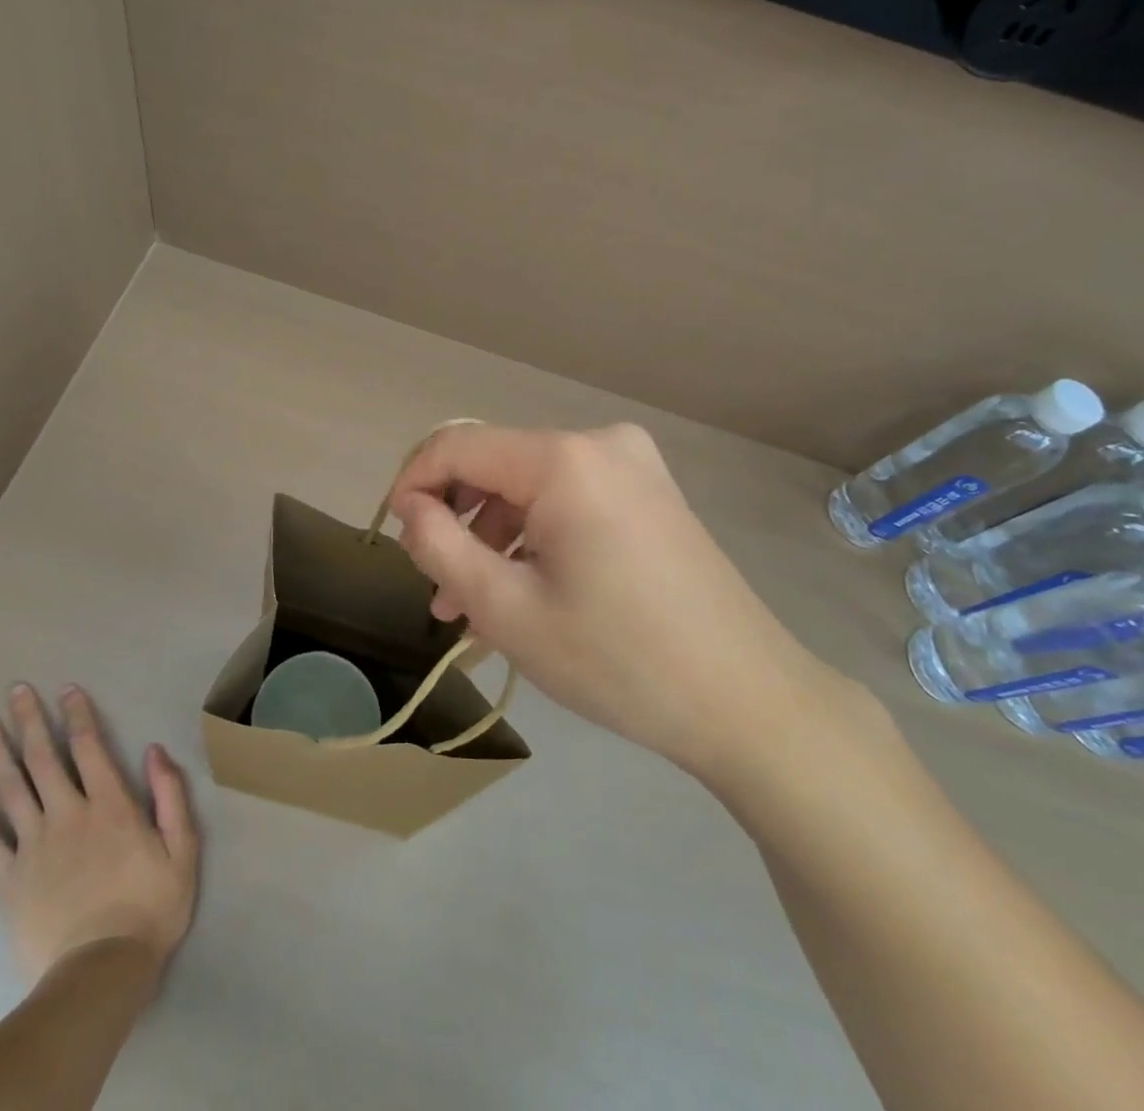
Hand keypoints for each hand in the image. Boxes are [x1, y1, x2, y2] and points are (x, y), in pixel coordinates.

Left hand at [0, 684, 198, 985]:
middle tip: (15, 690)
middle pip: (43, 759)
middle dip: (29, 720)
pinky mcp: (8, 880)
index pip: (89, 747)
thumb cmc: (149, 908)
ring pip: (10, 789)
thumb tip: (154, 750)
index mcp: (110, 805)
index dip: (77, 715)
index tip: (66, 689)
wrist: (100, 974)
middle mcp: (67, 815)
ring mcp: (33, 846)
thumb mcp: (183, 849)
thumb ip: (170, 796)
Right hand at [388, 423, 856, 786]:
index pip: (457, 445)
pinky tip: (526, 595)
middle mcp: (600, 443)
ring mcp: (633, 466)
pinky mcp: (651, 494)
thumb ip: (440, 547)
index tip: (394, 536)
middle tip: (439, 593)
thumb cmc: (619, 659)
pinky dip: (536, 539)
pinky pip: (569, 501)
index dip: (413, 482)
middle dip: (457, 524)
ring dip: (494, 540)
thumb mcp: (507, 609)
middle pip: (496, 467)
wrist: (749, 702)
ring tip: (475, 611)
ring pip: (531, 488)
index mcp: (564, 460)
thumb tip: (411, 508)